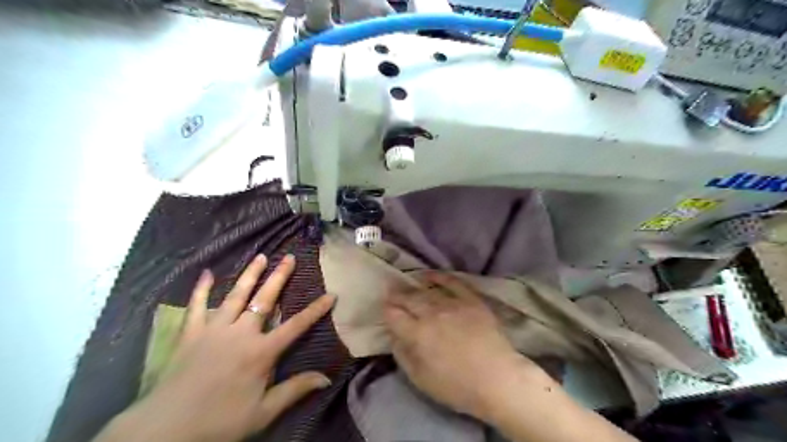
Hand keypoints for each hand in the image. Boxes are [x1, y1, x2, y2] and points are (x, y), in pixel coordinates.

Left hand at [95, 254, 333, 441]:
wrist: (165, 430)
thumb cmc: (220, 422)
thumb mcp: (263, 412)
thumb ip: (294, 390)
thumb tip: (326, 378)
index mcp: (261, 351)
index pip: (296, 325)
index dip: (315, 310)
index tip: (331, 294)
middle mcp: (241, 333)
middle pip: (265, 299)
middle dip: (279, 277)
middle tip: (289, 257)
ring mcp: (214, 330)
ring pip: (236, 295)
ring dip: (249, 275)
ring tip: (260, 256)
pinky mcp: (190, 333)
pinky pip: (196, 306)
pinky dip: (201, 289)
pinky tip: (207, 273)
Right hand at [382, 272, 530, 420]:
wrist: (497, 379)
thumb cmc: (457, 386)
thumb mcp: (421, 379)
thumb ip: (403, 355)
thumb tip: (394, 336)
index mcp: (417, 334)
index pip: (394, 315)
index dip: (386, 310)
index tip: (384, 307)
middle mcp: (432, 314)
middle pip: (409, 299)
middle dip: (397, 295)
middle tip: (390, 291)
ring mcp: (453, 304)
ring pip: (427, 291)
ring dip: (413, 287)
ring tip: (407, 284)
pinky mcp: (471, 300)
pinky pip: (452, 282)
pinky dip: (439, 277)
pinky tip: (429, 275)